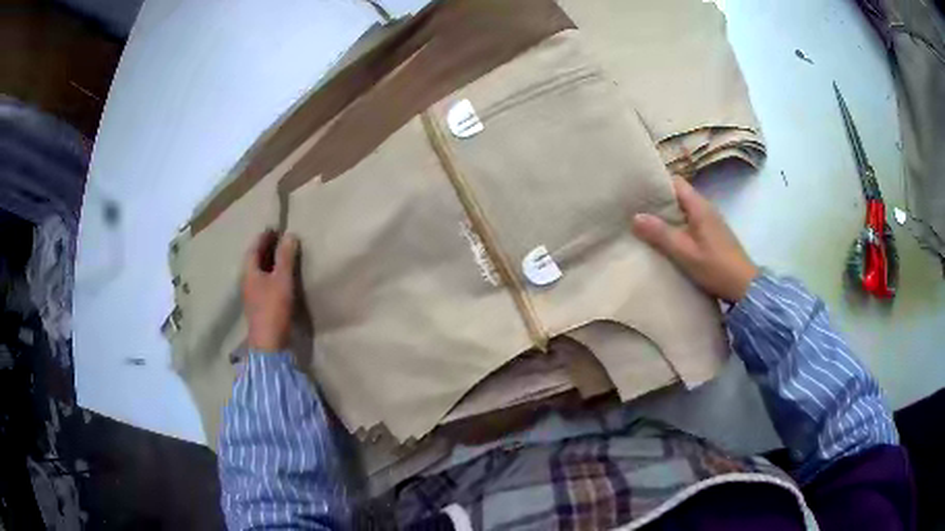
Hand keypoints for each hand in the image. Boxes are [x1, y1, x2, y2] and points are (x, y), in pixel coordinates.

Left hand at [242, 230, 299, 352]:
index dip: (263, 237)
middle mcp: (247, 282)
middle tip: (279, 239)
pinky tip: (280, 278)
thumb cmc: (273, 308)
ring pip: (259, 272)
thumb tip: (290, 234)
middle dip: (265, 248)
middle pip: (255, 260)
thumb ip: (286, 257)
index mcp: (249, 273)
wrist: (269, 344)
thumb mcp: (282, 280)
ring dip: (268, 262)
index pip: (254, 248)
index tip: (274, 228)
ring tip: (281, 256)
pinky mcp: (259, 307)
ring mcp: (252, 296)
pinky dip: (271, 275)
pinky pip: (263, 283)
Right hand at [632, 176, 757, 301]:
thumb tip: (635, 216)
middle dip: (658, 199)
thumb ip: (661, 234)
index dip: (657, 183)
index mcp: (699, 206)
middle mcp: (706, 207)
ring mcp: (711, 221)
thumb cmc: (715, 267)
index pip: (676, 182)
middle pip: (679, 194)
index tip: (638, 190)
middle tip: (636, 208)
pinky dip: (677, 224)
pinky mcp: (712, 234)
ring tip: (646, 222)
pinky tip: (666, 237)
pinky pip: (690, 220)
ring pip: (684, 208)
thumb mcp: (684, 252)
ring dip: (667, 213)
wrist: (743, 286)